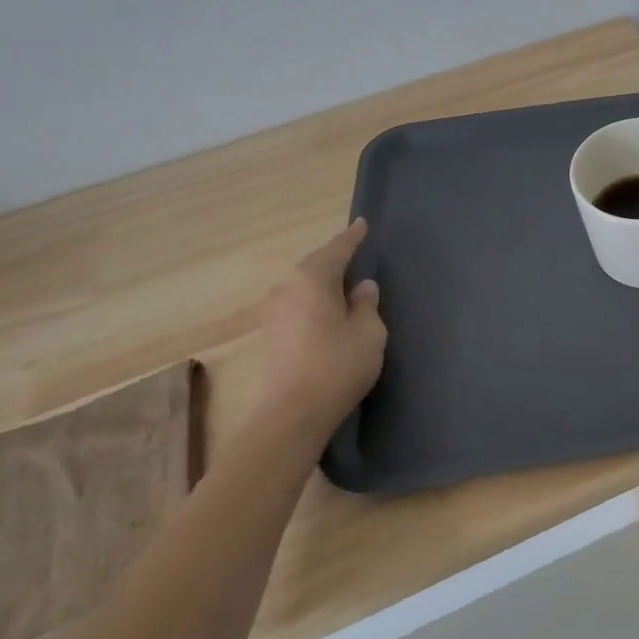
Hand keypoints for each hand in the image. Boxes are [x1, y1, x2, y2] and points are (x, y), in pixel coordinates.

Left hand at [256, 219, 387, 434]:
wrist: (293, 413)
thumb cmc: (338, 365)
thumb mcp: (369, 331)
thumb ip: (367, 303)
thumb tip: (361, 287)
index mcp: (312, 278)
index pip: (337, 249)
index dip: (352, 237)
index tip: (362, 224)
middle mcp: (286, 288)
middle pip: (315, 265)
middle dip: (335, 259)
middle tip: (356, 255)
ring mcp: (273, 312)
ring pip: (303, 286)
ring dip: (323, 283)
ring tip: (343, 285)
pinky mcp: (270, 335)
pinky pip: (297, 305)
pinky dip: (314, 301)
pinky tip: (326, 312)